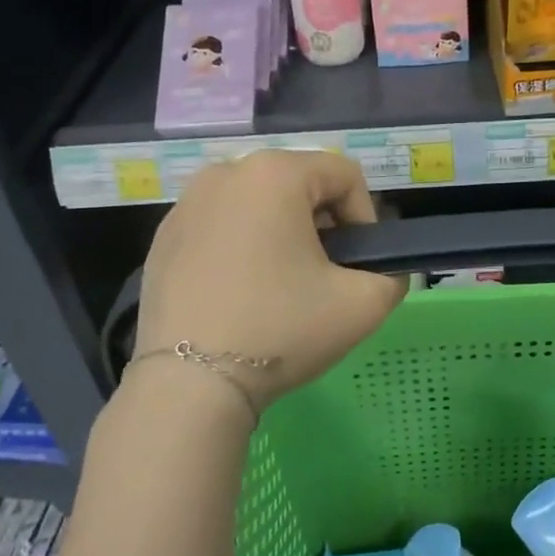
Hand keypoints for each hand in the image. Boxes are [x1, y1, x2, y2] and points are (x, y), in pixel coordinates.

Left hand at [133, 150, 404, 413]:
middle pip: (298, 185)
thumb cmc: (281, 328)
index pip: (345, 175)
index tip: (356, 266)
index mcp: (275, 173)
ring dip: (280, 236)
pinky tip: (239, 295)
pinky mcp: (162, 237)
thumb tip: (382, 271)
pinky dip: (240, 250)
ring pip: (257, 206)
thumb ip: (392, 275)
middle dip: (321, 225)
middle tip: (322, 278)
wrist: (190, 383)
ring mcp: (186, 204)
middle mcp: (225, 172)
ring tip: (281, 287)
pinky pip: (220, 228)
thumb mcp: (364, 305)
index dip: (364, 219)